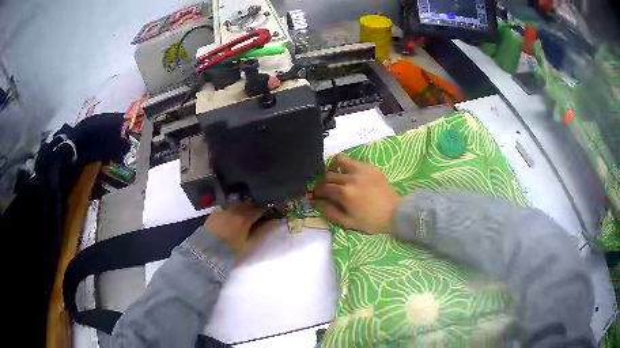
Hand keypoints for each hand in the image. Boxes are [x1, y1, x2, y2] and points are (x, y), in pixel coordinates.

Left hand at [204, 203, 271, 260]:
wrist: (208, 251)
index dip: (268, 208)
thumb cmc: (232, 250)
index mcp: (246, 216)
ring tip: (246, 213)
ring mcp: (224, 208)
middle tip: (260, 211)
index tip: (274, 209)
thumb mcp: (250, 244)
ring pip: (238, 203)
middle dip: (256, 205)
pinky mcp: (215, 211)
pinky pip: (228, 206)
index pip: (261, 207)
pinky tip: (233, 215)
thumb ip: (263, 231)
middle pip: (249, 203)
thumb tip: (275, 221)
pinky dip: (233, 208)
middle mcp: (235, 209)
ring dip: (244, 206)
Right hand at [314, 154, 400, 233]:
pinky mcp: (371, 167)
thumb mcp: (348, 222)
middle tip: (323, 188)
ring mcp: (362, 170)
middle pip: (329, 174)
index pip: (323, 187)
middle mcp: (351, 178)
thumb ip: (330, 212)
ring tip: (335, 175)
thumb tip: (317, 202)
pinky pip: (354, 162)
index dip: (317, 192)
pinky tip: (350, 176)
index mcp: (345, 193)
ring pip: (340, 160)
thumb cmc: (372, 221)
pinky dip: (348, 167)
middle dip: (322, 182)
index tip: (315, 195)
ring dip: (333, 167)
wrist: (395, 213)